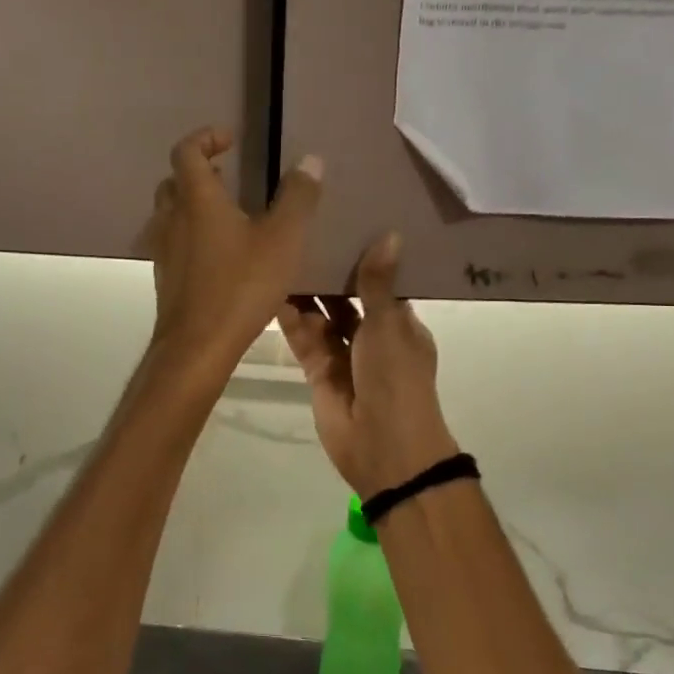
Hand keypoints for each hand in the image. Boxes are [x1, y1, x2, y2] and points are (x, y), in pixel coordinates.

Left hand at [144, 127, 322, 380]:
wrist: (197, 347)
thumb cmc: (241, 286)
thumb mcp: (283, 240)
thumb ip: (298, 198)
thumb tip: (310, 160)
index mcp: (196, 200)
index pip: (186, 151)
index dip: (205, 138)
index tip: (230, 140)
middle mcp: (172, 218)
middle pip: (174, 181)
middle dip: (198, 171)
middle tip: (227, 175)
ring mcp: (163, 250)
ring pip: (170, 213)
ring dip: (192, 204)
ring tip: (227, 214)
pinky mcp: (165, 277)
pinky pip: (173, 242)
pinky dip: (191, 234)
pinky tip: (219, 254)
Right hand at [278, 233, 460, 500]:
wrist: (384, 447)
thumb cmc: (395, 379)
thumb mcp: (389, 325)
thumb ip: (378, 283)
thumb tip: (391, 233)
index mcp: (399, 325)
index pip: (380, 284)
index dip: (362, 260)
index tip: (342, 227)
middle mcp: (372, 338)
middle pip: (346, 300)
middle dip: (328, 276)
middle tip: (301, 237)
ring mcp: (344, 357)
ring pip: (322, 320)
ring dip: (306, 297)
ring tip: (282, 261)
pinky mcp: (319, 374)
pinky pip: (304, 341)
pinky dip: (292, 322)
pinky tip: (274, 296)